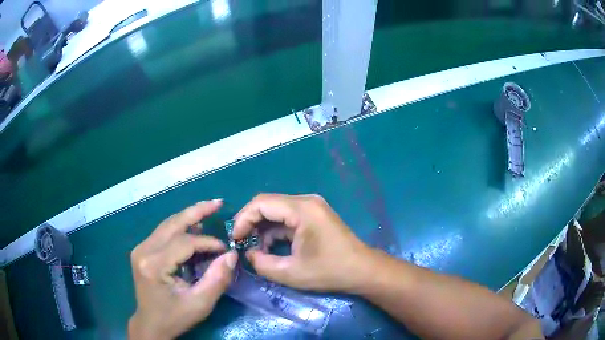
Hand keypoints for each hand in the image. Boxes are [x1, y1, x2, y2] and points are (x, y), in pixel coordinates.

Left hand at [128, 200, 237, 339]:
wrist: (150, 324)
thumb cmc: (175, 317)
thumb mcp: (200, 304)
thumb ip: (217, 279)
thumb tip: (231, 254)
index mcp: (155, 265)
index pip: (185, 243)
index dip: (208, 242)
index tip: (225, 249)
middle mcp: (144, 251)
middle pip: (173, 224)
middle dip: (197, 211)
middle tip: (218, 202)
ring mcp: (141, 248)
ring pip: (167, 225)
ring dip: (188, 216)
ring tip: (208, 208)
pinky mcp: (142, 250)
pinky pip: (163, 232)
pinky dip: (180, 227)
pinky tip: (193, 225)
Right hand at [233, 194, 372, 291]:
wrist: (362, 270)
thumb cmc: (329, 271)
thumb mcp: (291, 273)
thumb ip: (262, 263)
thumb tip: (249, 254)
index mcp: (302, 209)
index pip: (261, 203)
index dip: (243, 219)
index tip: (235, 239)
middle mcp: (306, 201)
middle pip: (268, 204)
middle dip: (250, 223)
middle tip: (241, 243)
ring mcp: (312, 206)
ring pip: (276, 210)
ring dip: (263, 228)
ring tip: (256, 249)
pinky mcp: (314, 215)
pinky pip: (287, 217)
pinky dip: (275, 230)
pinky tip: (271, 247)